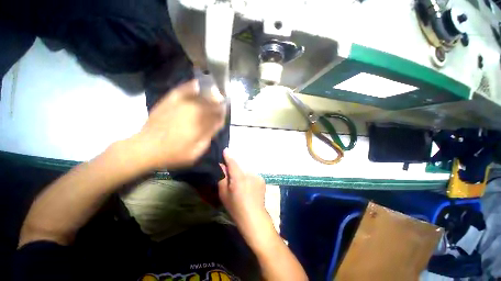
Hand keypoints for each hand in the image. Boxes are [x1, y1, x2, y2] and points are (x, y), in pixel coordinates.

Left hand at [131, 80, 224, 169]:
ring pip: (201, 95)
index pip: (218, 114)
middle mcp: (193, 110)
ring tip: (214, 93)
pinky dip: (192, 86)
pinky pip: (184, 89)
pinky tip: (197, 84)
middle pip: (211, 102)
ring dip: (210, 94)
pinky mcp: (170, 100)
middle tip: (220, 103)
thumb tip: (218, 123)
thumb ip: (209, 135)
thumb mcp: (196, 151)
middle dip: (218, 102)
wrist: (146, 147)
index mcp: (201, 123)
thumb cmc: (174, 153)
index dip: (223, 113)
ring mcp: (181, 104)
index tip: (224, 113)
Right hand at [218, 149, 270, 238]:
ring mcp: (257, 176)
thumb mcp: (224, 194)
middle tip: (231, 177)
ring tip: (242, 185)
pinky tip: (249, 188)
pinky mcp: (262, 180)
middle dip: (235, 169)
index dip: (228, 156)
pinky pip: (252, 176)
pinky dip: (249, 179)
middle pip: (240, 167)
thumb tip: (222, 166)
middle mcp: (249, 174)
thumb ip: (222, 177)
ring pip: (246, 172)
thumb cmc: (236, 207)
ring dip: (242, 174)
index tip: (225, 150)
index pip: (232, 162)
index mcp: (239, 177)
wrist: (254, 217)